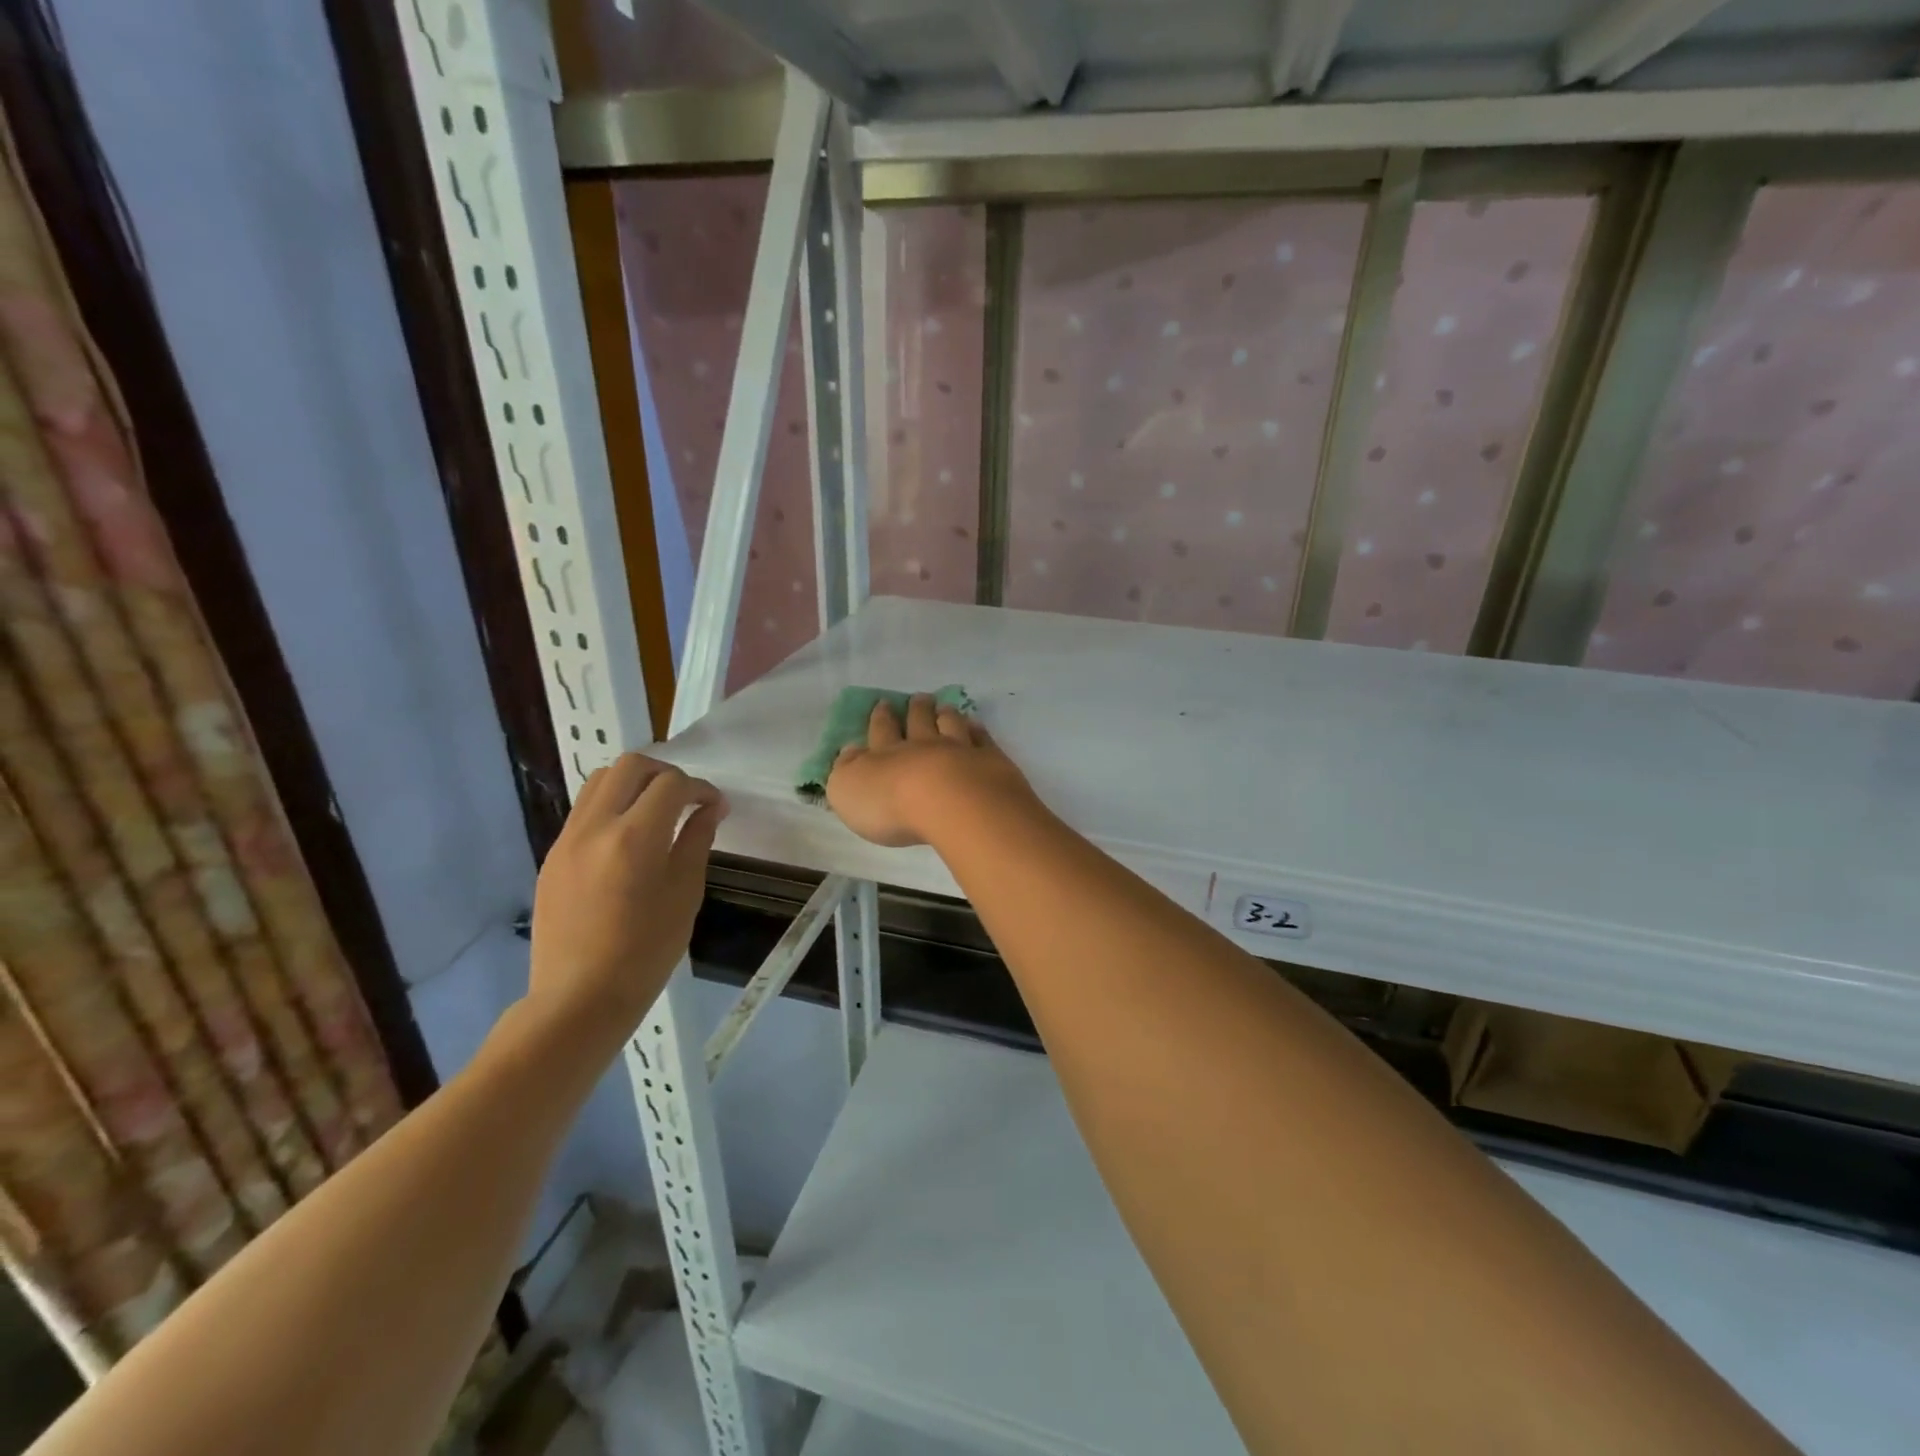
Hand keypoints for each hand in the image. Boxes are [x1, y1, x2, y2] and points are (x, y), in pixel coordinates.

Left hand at [525, 754, 724, 1043]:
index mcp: (635, 837)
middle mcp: (595, 827)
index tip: (716, 806)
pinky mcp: (552, 856)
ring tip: (656, 811)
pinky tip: (629, 838)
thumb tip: (710, 809)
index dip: (700, 788)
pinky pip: (584, 811)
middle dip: (665, 772)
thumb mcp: (684, 894)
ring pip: (599, 781)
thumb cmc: (645, 952)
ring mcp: (567, 840)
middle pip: (630, 766)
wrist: (578, 998)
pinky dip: (612, 806)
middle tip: (686, 798)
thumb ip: (696, 841)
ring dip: (634, 784)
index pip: (671, 784)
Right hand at [826, 695, 1034, 847]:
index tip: (883, 703)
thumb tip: (848, 752)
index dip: (880, 717)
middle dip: (916, 709)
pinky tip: (977, 727)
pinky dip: (978, 731)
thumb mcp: (848, 791)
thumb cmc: (891, 804)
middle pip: (919, 722)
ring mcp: (960, 750)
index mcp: (887, 754)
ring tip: (945, 707)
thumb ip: (846, 770)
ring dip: (946, 715)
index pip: (881, 731)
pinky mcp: (990, 762)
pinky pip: (983, 741)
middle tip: (919, 698)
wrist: (951, 804)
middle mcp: (923, 746)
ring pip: (951, 726)